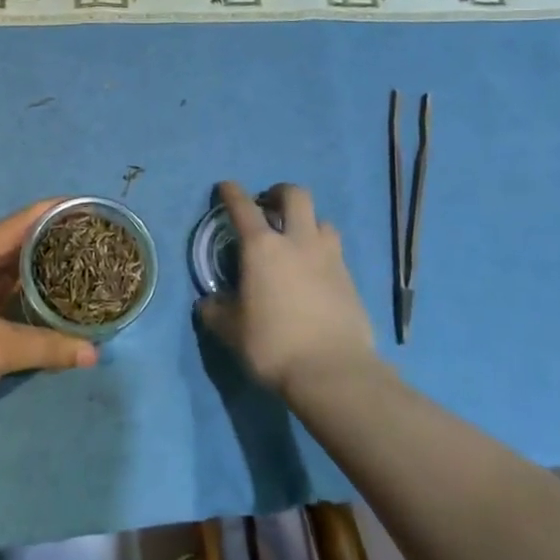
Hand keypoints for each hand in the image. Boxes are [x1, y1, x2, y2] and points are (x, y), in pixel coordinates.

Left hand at [0, 200, 97, 426]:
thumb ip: (49, 347)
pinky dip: (24, 286)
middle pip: (18, 239)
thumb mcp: (0, 349)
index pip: (24, 220)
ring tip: (80, 264)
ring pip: (8, 264)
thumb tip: (94, 353)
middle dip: (54, 238)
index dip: (57, 210)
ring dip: (39, 264)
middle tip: (94, 242)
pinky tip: (48, 295)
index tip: (90, 209)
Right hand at [196, 181, 374, 397]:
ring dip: (307, 222)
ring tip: (297, 239)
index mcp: (262, 247)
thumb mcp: (231, 332)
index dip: (232, 192)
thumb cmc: (273, 345)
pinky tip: (314, 271)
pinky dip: (322, 251)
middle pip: (295, 195)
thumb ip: (216, 312)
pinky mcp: (350, 278)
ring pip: (322, 220)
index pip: (243, 207)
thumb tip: (209, 303)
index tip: (226, 187)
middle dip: (279, 193)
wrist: (333, 371)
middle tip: (268, 206)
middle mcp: (298, 241)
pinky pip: (335, 251)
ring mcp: (329, 257)